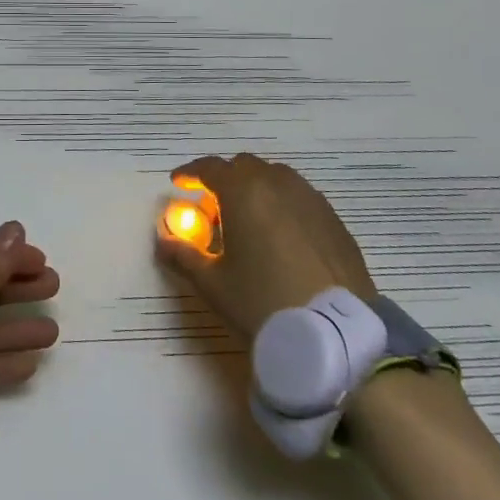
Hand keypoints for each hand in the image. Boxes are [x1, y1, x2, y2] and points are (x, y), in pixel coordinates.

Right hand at [154, 153, 375, 339]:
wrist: (336, 333)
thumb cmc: (263, 302)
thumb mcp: (213, 284)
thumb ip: (183, 255)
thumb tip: (163, 240)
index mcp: (244, 192)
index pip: (210, 167)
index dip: (190, 173)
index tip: (178, 184)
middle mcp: (278, 184)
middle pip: (244, 167)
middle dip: (225, 179)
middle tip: (213, 207)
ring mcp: (311, 200)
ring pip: (277, 178)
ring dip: (257, 188)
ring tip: (249, 219)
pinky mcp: (335, 221)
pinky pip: (301, 198)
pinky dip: (284, 205)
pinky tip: (282, 236)